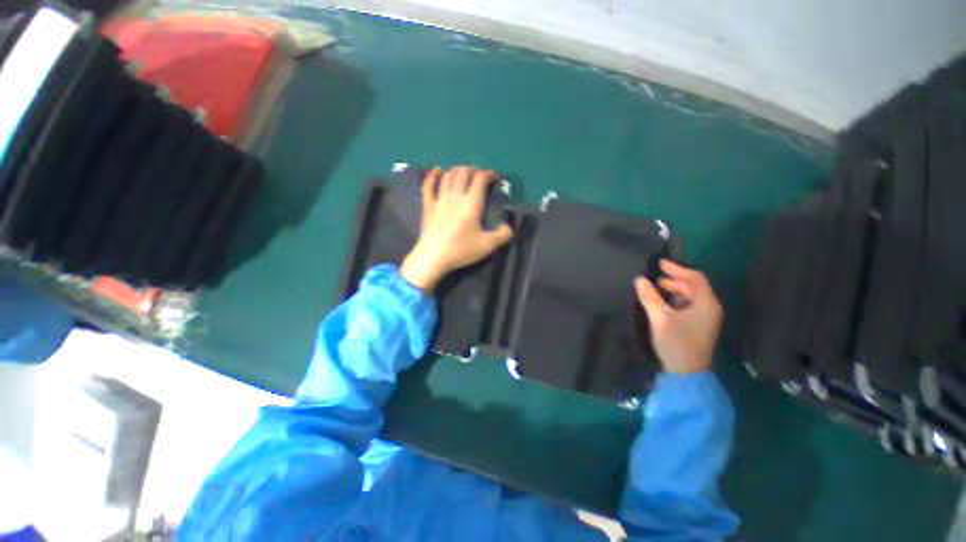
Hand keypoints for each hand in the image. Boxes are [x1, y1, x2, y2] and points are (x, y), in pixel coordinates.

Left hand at [400, 166, 513, 291]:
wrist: (433, 257)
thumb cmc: (461, 250)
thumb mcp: (488, 245)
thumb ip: (503, 235)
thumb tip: (508, 227)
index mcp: (472, 202)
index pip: (480, 178)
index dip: (489, 174)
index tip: (495, 177)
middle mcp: (456, 195)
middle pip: (464, 172)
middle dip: (474, 170)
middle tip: (480, 177)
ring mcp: (439, 199)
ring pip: (448, 176)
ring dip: (457, 171)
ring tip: (463, 175)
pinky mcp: (428, 206)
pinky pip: (428, 185)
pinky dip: (433, 175)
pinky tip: (437, 171)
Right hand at [634, 260, 722, 374]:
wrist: (686, 374)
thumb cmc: (676, 343)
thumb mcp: (660, 318)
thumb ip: (649, 297)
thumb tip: (639, 279)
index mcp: (706, 304)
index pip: (694, 278)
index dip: (677, 269)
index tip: (659, 263)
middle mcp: (710, 308)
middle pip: (693, 286)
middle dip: (674, 280)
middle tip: (653, 279)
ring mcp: (706, 318)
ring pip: (690, 297)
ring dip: (673, 290)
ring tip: (655, 289)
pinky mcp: (699, 326)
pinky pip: (688, 306)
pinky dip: (675, 301)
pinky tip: (661, 303)